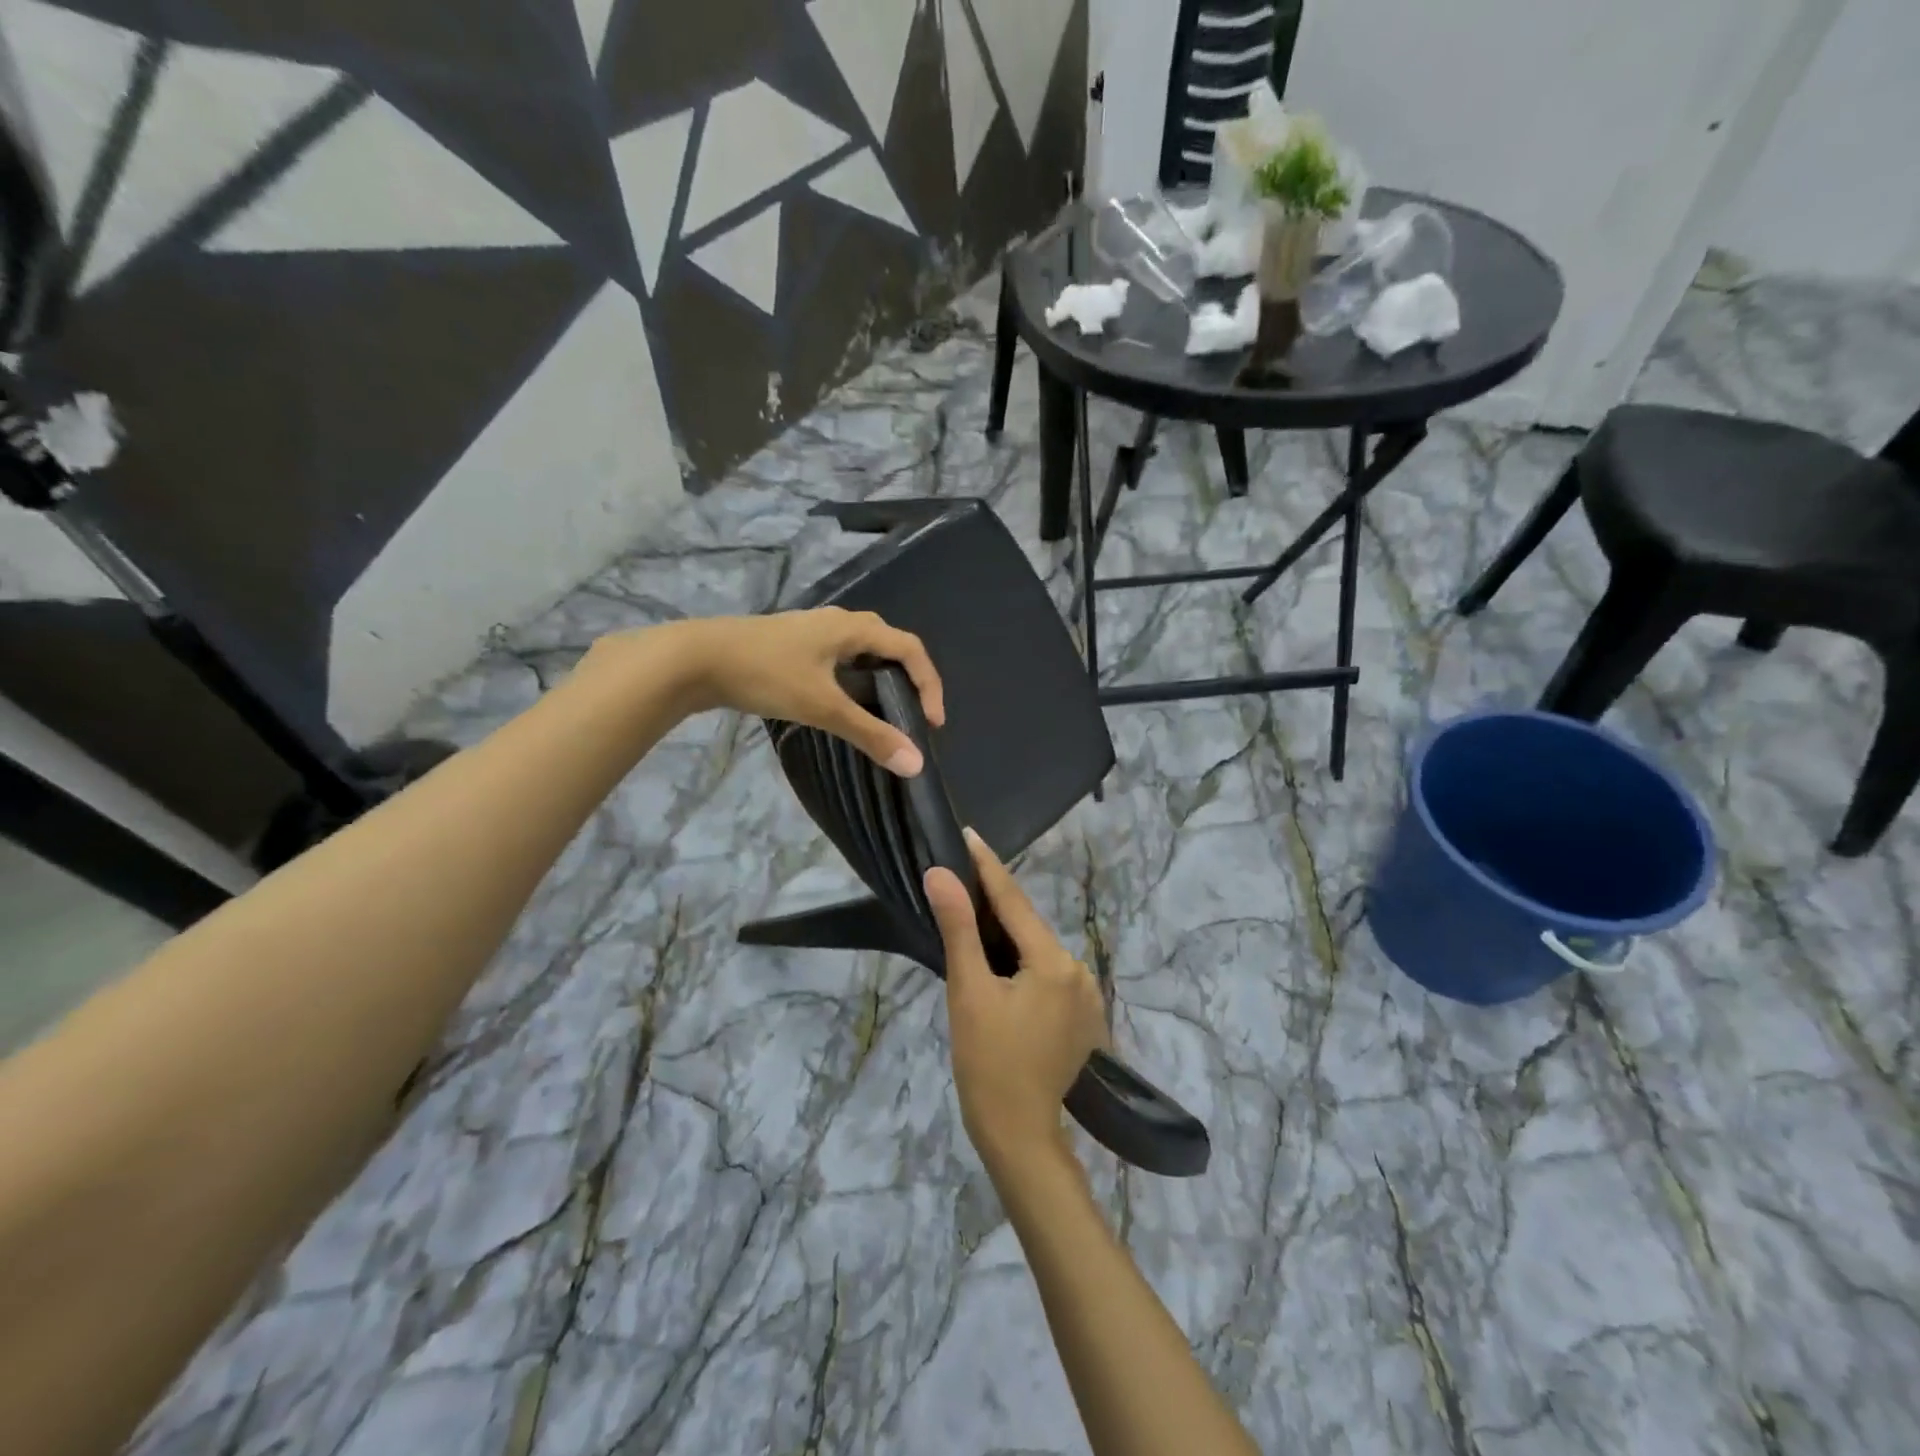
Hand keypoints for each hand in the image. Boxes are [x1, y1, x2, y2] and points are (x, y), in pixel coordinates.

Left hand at [659, 608, 944, 773]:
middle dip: (909, 679)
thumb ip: (870, 734)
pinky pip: (839, 657)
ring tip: (883, 713)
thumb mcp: (822, 706)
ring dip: (881, 679)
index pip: (910, 648)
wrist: (696, 658)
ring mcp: (813, 631)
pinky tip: (841, 702)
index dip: (930, 683)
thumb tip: (916, 764)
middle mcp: (838, 621)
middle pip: (889, 644)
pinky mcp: (793, 644)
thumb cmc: (766, 674)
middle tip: (913, 716)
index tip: (932, 723)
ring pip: (862, 650)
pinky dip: (854, 679)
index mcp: (853, 628)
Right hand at [927, 828, 1107, 1171]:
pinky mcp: (1082, 1015)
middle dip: (995, 901)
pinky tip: (1000, 960)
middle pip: (1029, 925)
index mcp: (1053, 962)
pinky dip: (1022, 960)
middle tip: (960, 875)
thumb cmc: (988, 1065)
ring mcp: (1085, 995)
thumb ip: (959, 929)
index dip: (988, 867)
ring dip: (1008, 933)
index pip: (1015, 901)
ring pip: (1038, 949)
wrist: (1020, 1135)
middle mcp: (1078, 970)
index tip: (969, 834)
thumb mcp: (969, 992)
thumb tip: (940, 874)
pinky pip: (1047, 973)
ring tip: (972, 913)